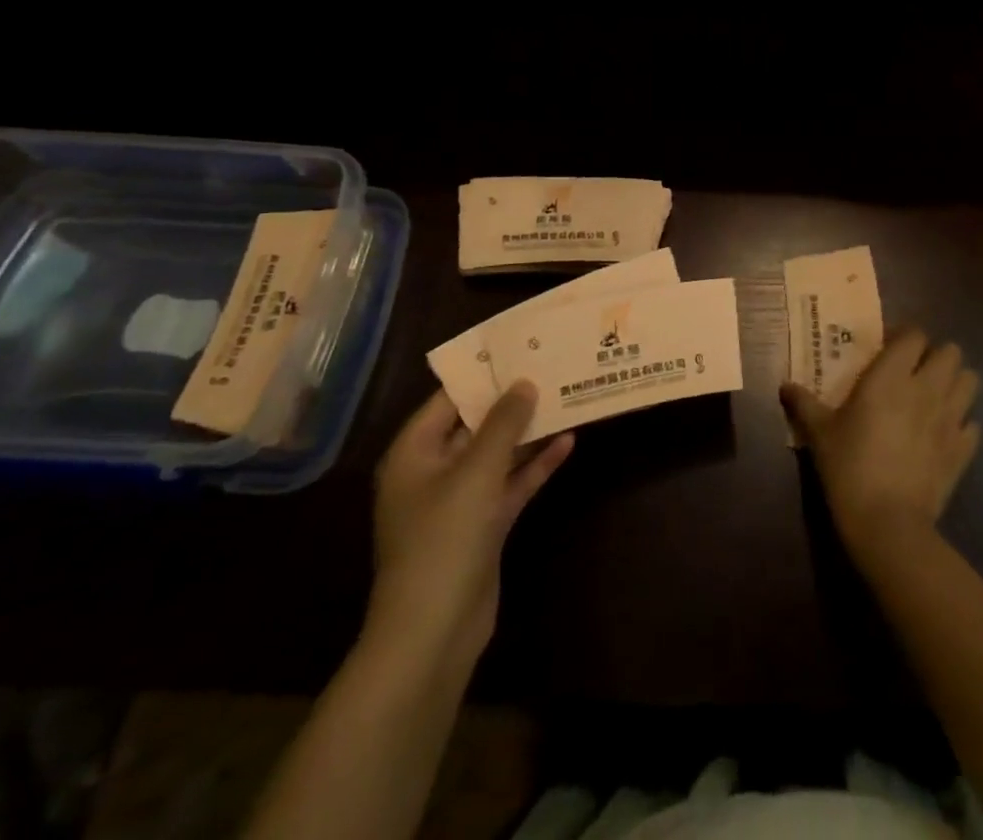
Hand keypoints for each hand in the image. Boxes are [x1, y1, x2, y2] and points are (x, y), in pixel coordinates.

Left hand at [366, 383, 572, 672]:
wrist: (433, 632)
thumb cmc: (444, 540)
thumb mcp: (475, 472)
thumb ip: (503, 424)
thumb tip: (523, 382)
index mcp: (414, 454)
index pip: (447, 399)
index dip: (482, 374)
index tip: (520, 349)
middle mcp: (433, 472)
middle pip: (475, 425)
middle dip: (512, 401)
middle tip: (550, 367)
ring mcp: (459, 501)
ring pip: (498, 454)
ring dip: (528, 432)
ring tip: (566, 397)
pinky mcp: (482, 526)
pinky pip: (510, 484)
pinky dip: (535, 466)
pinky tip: (567, 443)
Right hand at [781, 328, 979, 555]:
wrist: (887, 523)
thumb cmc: (849, 467)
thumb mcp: (819, 433)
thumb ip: (804, 404)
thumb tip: (784, 385)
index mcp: (892, 376)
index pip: (915, 335)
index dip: (905, 337)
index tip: (889, 348)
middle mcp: (927, 388)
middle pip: (951, 352)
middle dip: (936, 356)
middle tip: (914, 372)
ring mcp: (951, 418)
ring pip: (971, 381)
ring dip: (956, 383)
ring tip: (935, 396)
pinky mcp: (963, 449)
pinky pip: (972, 424)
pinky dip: (962, 424)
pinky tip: (943, 434)